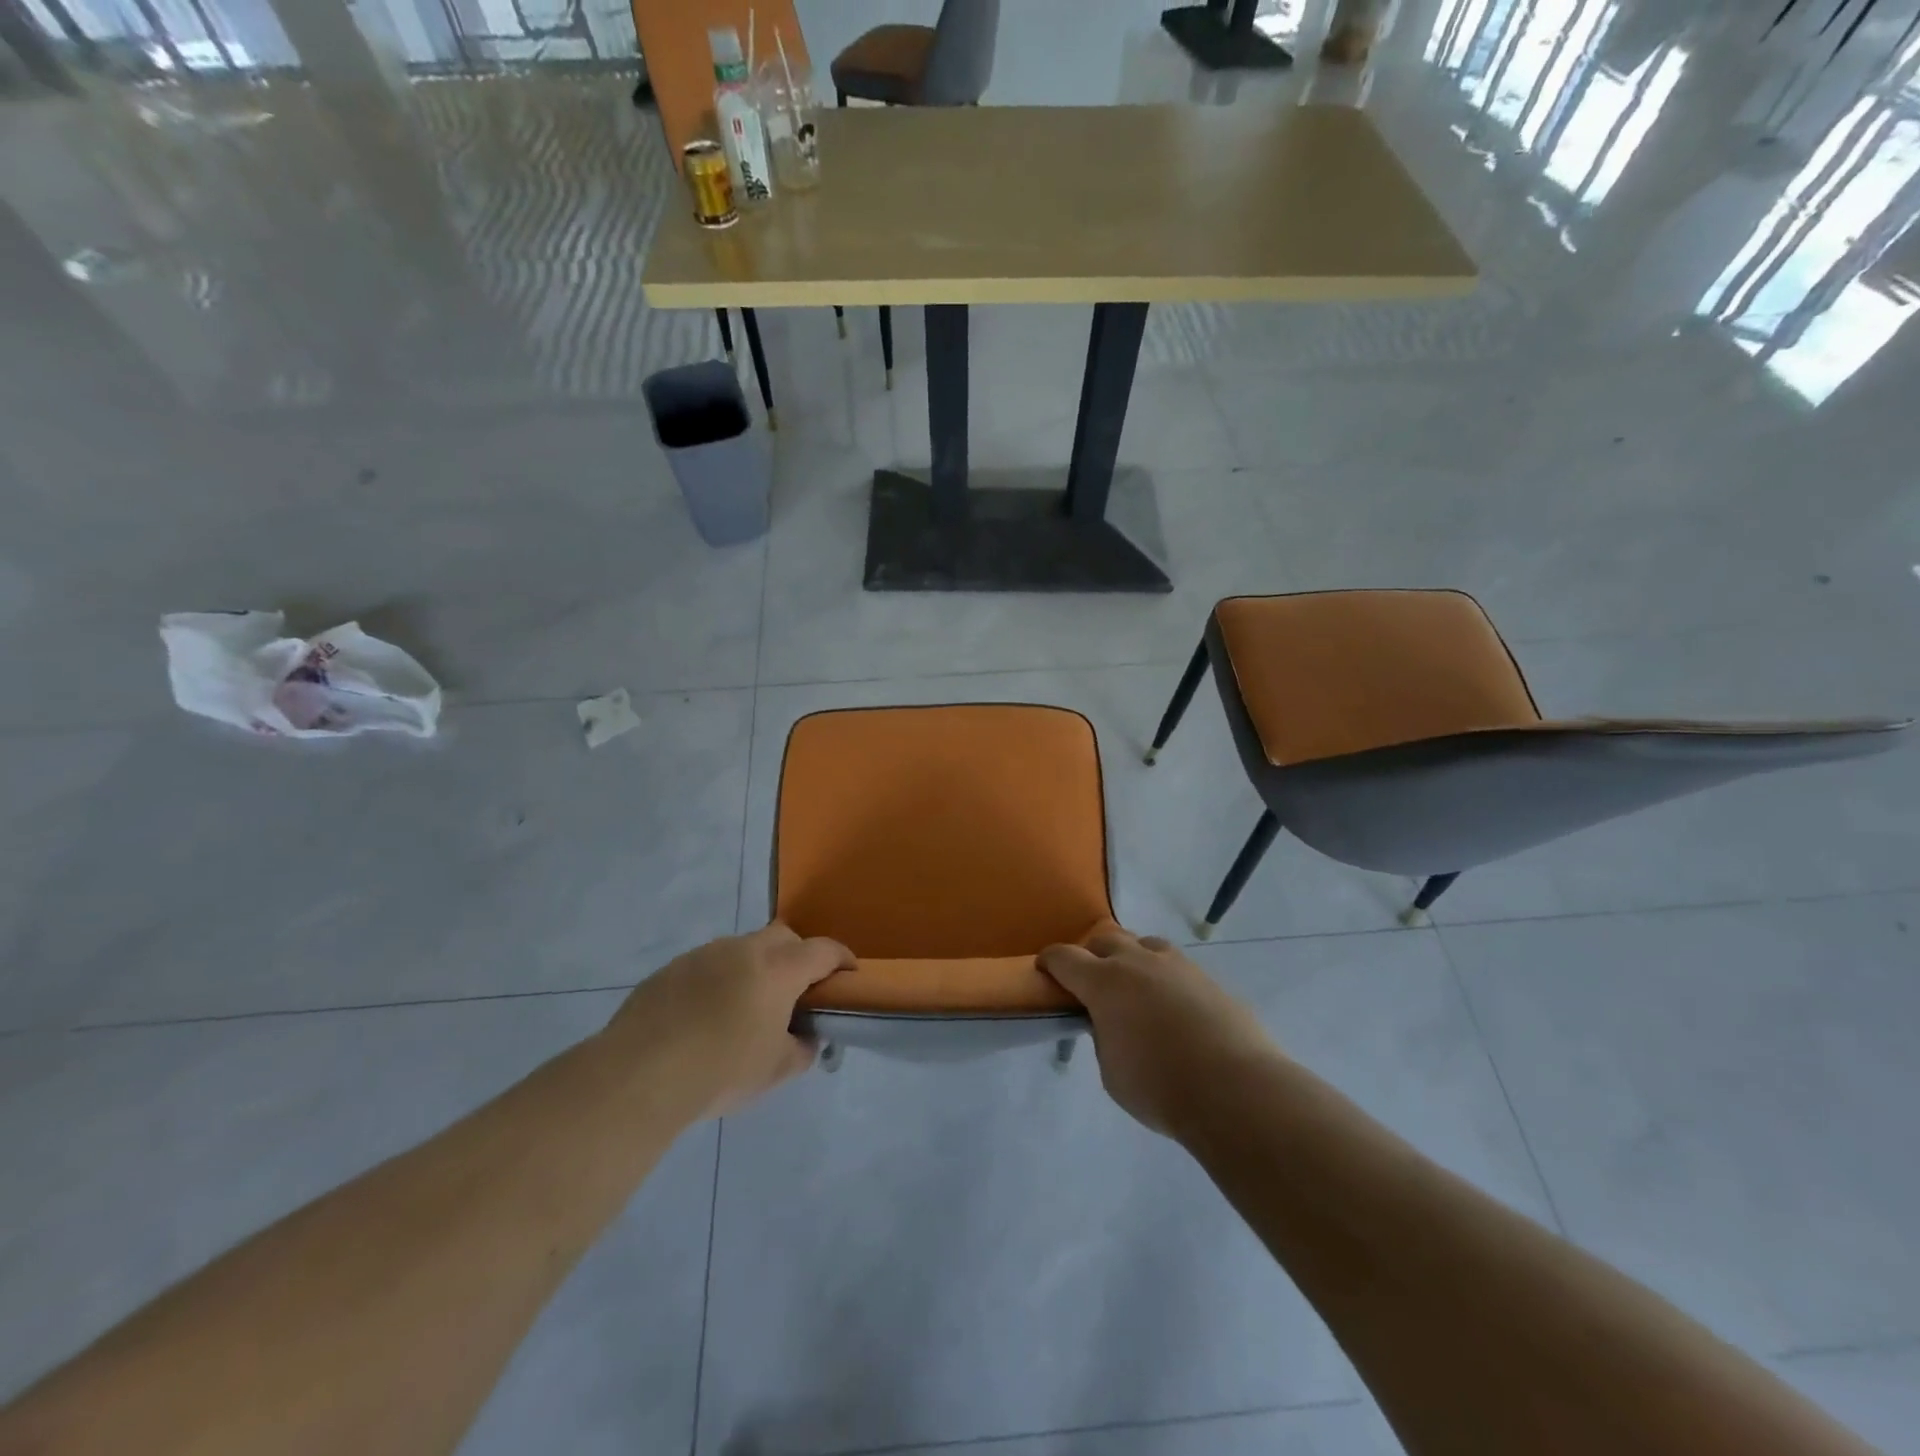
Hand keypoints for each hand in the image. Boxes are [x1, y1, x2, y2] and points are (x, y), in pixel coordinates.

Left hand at [602, 924, 853, 1120]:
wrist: (639, 1075)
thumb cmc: (722, 1070)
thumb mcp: (776, 1071)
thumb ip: (802, 1049)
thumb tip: (805, 1037)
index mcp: (778, 969)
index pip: (823, 950)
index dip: (841, 959)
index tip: (848, 974)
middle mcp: (743, 950)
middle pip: (783, 937)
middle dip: (797, 956)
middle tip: (795, 991)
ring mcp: (703, 955)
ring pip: (741, 949)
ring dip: (753, 969)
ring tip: (744, 1009)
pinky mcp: (670, 969)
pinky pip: (707, 966)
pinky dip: (717, 982)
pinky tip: (703, 1018)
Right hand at [1040, 927, 1278, 1137]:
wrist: (1236, 1090)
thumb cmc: (1160, 1087)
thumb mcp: (1112, 1072)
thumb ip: (1104, 1037)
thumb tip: (1112, 1023)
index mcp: (1104, 982)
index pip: (1065, 957)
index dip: (1050, 960)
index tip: (1045, 969)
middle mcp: (1137, 962)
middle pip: (1105, 939)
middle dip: (1092, 954)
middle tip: (1091, 980)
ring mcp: (1177, 966)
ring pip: (1145, 944)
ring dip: (1132, 958)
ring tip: (1136, 987)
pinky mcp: (1208, 979)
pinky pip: (1177, 967)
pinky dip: (1165, 979)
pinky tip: (1173, 1007)